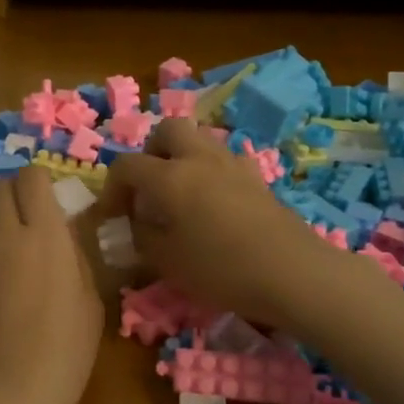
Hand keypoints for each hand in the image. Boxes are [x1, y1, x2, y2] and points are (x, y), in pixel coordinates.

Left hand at [0, 165, 103, 403]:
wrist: (5, 395)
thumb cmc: (63, 354)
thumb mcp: (90, 301)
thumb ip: (75, 256)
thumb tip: (63, 232)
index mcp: (45, 235)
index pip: (32, 178)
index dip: (41, 182)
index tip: (51, 198)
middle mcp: (3, 233)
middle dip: (15, 191)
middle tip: (30, 215)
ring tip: (7, 235)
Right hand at [100, 118, 342, 325]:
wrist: (293, 273)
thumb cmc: (221, 269)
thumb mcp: (167, 261)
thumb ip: (143, 236)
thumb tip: (138, 221)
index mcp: (170, 176)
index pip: (127, 165)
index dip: (111, 188)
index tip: (110, 215)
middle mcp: (199, 158)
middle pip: (168, 130)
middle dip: (151, 153)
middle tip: (149, 188)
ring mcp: (233, 165)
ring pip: (199, 141)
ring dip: (182, 159)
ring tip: (180, 196)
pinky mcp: (257, 179)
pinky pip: (224, 162)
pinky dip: (209, 173)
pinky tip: (213, 205)